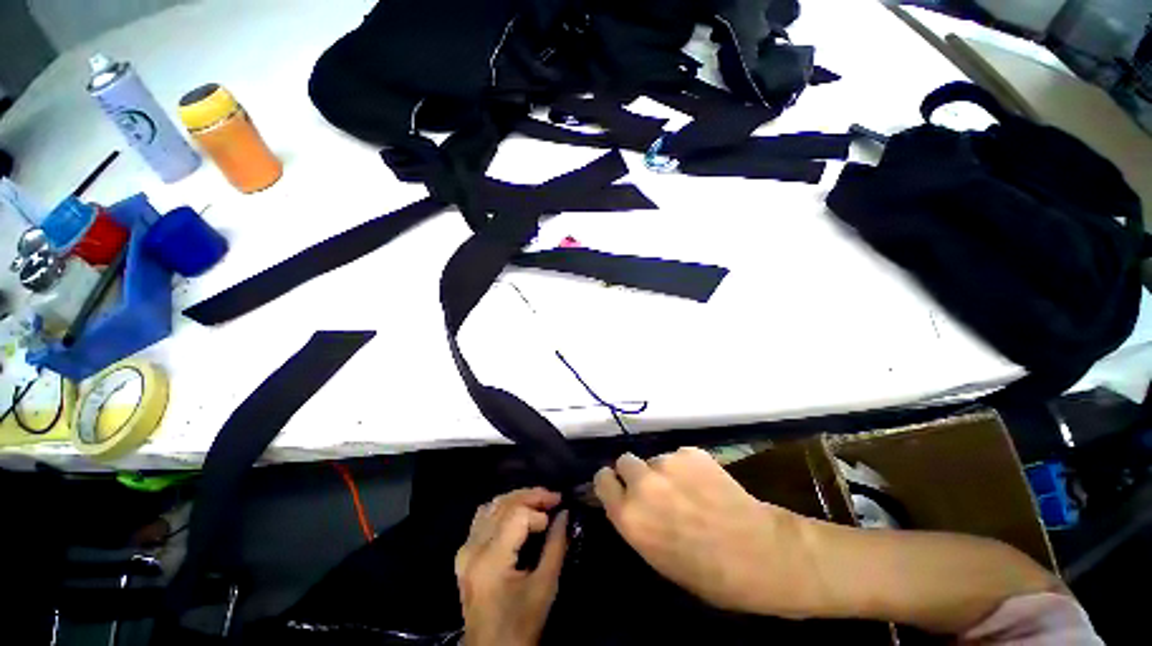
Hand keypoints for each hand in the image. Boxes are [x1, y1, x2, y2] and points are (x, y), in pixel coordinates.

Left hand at [455, 488, 568, 645]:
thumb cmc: (521, 625)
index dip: (540, 510)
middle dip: (531, 496)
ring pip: (492, 506)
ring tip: (539, 502)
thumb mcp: (545, 587)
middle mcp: (473, 548)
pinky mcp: (464, 554)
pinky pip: (483, 517)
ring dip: (517, 499)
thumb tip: (565, 513)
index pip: (517, 515)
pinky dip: (502, 508)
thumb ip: (556, 546)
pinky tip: (516, 513)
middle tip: (554, 498)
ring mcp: (465, 550)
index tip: (558, 514)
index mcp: (490, 559)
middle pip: (503, 504)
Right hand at [594, 448, 823, 617]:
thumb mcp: (658, 558)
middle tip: (655, 489)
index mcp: (629, 516)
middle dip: (635, 473)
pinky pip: (678, 455)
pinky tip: (706, 484)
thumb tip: (627, 503)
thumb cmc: (709, 575)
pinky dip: (687, 467)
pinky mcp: (691, 452)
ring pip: (655, 459)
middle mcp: (643, 483)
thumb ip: (636, 523)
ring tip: (688, 491)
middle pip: (625, 461)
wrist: (761, 554)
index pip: (602, 479)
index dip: (611, 483)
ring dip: (664, 471)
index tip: (619, 488)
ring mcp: (668, 463)